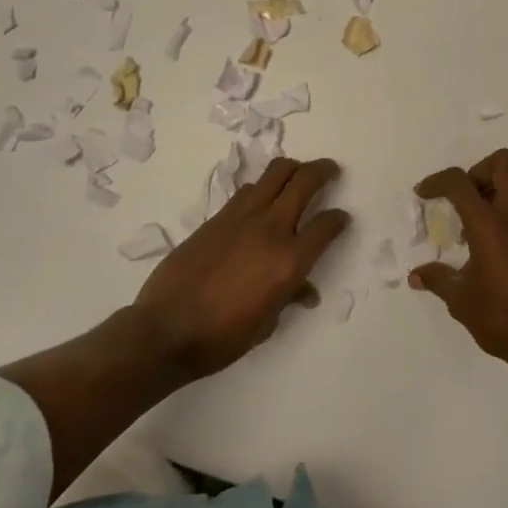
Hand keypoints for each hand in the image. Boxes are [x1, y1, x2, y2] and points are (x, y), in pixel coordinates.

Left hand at [132, 157, 348, 380]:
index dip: (339, 220)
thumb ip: (289, 296)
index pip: (326, 226)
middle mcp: (272, 229)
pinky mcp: (218, 216)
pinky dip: (262, 187)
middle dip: (323, 171)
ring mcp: (242, 217)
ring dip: (292, 169)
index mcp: (290, 260)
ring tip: (298, 174)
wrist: (166, 330)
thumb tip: (304, 291)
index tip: (341, 218)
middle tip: (331, 170)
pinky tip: (262, 198)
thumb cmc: (222, 338)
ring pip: (276, 173)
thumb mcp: (266, 323)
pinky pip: (248, 190)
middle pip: (304, 181)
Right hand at [409, 149, 507, 379]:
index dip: (437, 181)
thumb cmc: (504, 319)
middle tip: (464, 201)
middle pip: (502, 163)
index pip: (460, 182)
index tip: (424, 193)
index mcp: (490, 224)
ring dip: (496, 194)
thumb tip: (416, 275)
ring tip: (478, 230)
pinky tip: (501, 251)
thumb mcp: (461, 301)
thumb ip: (438, 280)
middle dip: (478, 172)